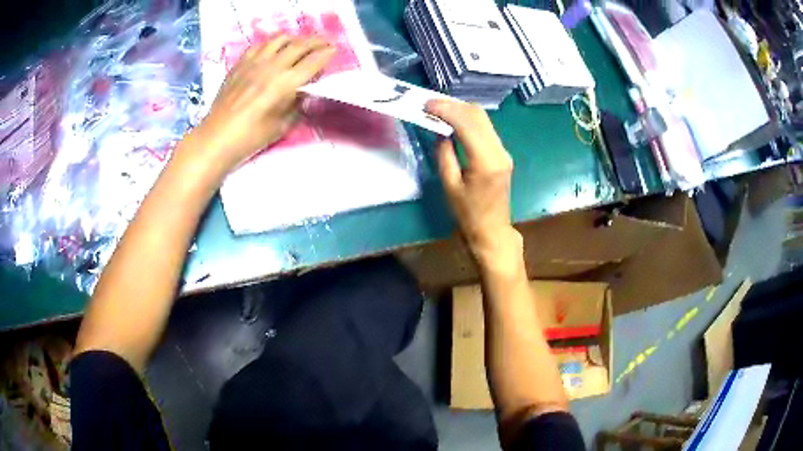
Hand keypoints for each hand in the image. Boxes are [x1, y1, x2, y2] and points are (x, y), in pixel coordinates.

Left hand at [189, 35, 334, 168]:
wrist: (217, 137)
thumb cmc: (251, 137)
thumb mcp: (282, 126)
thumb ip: (297, 105)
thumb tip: (305, 91)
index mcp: (286, 83)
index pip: (314, 61)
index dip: (327, 54)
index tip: (334, 50)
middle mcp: (273, 66)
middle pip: (300, 45)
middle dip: (316, 41)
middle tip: (324, 43)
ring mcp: (254, 62)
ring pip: (280, 39)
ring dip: (294, 38)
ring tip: (299, 44)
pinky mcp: (240, 63)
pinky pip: (260, 45)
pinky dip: (271, 44)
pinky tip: (273, 50)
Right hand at [425, 100, 521, 269]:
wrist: (492, 230)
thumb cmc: (468, 214)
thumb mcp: (449, 185)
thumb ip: (444, 155)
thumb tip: (441, 132)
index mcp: (486, 161)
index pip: (467, 124)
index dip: (446, 109)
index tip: (426, 105)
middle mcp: (499, 151)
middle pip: (478, 115)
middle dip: (453, 105)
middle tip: (430, 105)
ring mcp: (503, 151)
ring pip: (483, 119)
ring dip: (460, 111)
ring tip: (438, 111)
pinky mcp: (502, 153)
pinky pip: (485, 128)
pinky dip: (468, 120)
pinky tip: (453, 122)